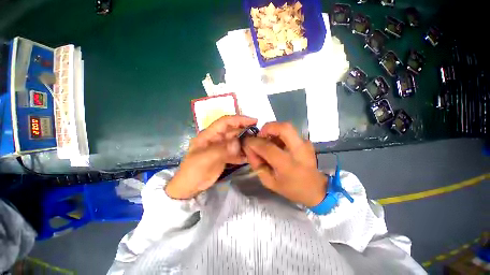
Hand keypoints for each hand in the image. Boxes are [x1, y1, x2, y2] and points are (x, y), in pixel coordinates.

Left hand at [165, 115, 257, 198]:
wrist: (189, 187)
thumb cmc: (193, 171)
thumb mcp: (204, 159)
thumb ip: (221, 150)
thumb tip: (237, 143)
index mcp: (210, 134)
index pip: (225, 122)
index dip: (239, 119)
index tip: (253, 121)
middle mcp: (217, 138)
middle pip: (233, 131)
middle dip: (245, 131)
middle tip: (258, 135)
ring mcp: (221, 148)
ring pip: (236, 141)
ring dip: (245, 142)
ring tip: (256, 145)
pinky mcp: (224, 156)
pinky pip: (236, 152)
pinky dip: (243, 153)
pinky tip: (250, 156)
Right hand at [244, 122, 326, 206]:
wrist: (316, 189)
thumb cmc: (291, 189)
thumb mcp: (269, 182)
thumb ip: (257, 164)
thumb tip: (249, 149)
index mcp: (288, 165)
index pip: (268, 148)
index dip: (254, 142)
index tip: (247, 142)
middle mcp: (299, 151)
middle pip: (283, 128)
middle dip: (268, 127)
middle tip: (260, 135)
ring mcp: (305, 144)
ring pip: (287, 127)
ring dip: (273, 130)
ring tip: (267, 140)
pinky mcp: (306, 142)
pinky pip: (290, 132)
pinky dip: (280, 134)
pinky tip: (277, 144)